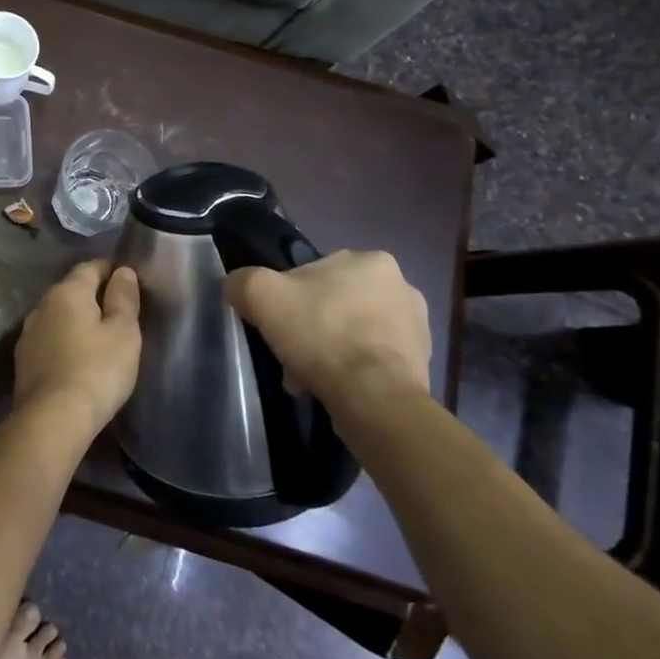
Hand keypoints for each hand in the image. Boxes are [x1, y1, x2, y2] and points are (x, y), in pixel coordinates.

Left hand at [14, 260, 141, 434]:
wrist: (52, 417)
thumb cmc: (96, 369)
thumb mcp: (123, 332)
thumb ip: (124, 298)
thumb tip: (122, 271)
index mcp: (67, 292)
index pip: (90, 267)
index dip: (110, 270)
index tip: (128, 280)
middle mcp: (42, 305)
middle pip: (71, 290)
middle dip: (93, 294)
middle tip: (118, 310)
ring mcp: (29, 332)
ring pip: (58, 315)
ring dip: (76, 319)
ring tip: (99, 335)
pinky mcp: (23, 359)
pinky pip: (49, 338)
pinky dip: (64, 340)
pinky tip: (76, 356)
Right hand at [223, 250, 429, 408]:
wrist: (373, 397)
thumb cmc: (321, 333)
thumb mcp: (260, 294)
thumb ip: (242, 281)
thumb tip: (237, 286)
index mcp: (372, 261)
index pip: (315, 272)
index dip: (289, 297)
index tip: (277, 323)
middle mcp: (403, 287)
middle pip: (335, 304)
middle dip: (311, 327)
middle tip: (290, 352)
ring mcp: (418, 329)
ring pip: (352, 333)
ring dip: (330, 351)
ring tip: (307, 378)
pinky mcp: (422, 366)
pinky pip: (372, 362)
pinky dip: (350, 372)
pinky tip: (331, 389)